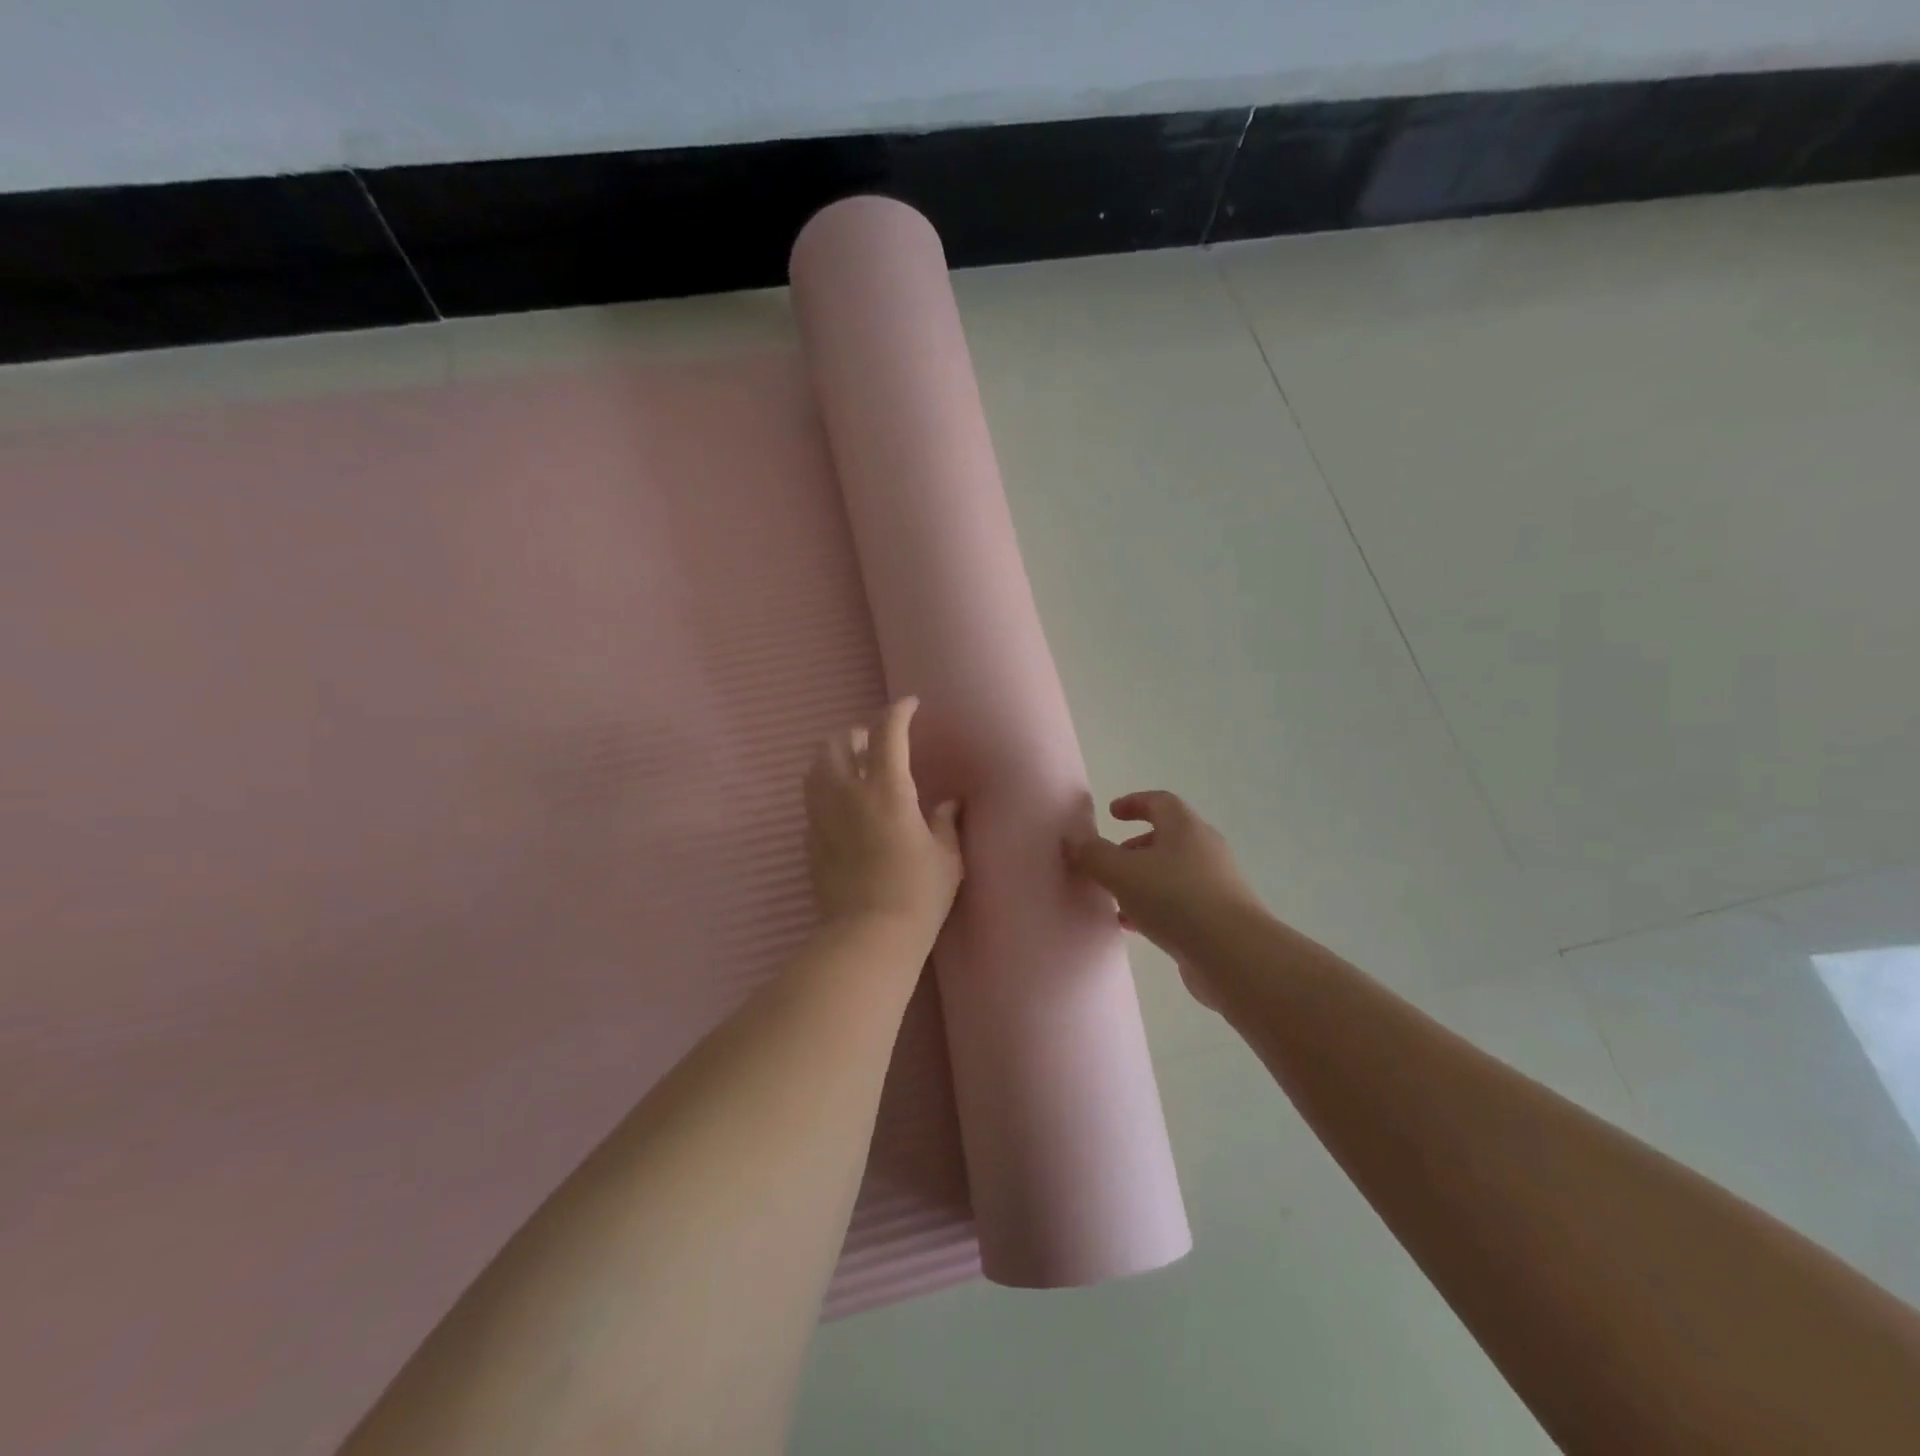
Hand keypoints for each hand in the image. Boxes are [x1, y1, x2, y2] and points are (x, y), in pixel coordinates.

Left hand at [804, 698, 962, 938]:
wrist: (868, 937)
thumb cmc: (917, 896)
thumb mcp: (946, 858)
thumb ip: (944, 823)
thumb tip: (948, 803)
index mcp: (888, 790)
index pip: (887, 732)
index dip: (898, 711)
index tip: (909, 705)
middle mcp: (848, 793)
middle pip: (837, 742)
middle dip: (856, 734)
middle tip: (877, 747)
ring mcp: (822, 816)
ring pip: (815, 767)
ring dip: (835, 758)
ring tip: (855, 772)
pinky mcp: (808, 840)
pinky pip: (812, 800)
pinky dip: (826, 791)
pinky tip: (844, 809)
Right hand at [1065, 791, 1261, 1008]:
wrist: (1233, 954)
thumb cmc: (1175, 899)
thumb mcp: (1121, 873)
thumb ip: (1093, 854)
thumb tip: (1073, 839)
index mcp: (1185, 828)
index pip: (1160, 802)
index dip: (1134, 803)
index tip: (1112, 813)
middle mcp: (1204, 849)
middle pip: (1167, 838)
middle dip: (1134, 847)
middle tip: (1109, 861)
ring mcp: (1215, 885)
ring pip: (1172, 873)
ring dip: (1142, 880)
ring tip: (1115, 898)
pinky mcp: (1218, 918)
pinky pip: (1180, 903)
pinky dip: (1155, 907)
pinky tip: (1134, 927)